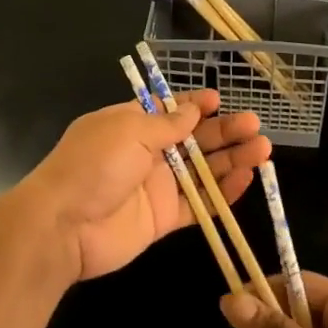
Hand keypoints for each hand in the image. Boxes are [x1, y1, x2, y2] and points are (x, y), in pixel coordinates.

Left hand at [19, 89, 268, 282]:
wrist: (63, 226)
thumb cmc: (93, 165)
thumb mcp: (129, 131)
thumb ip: (167, 124)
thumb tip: (194, 109)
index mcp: (131, 125)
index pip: (169, 111)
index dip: (195, 105)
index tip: (220, 101)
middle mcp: (147, 153)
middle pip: (193, 140)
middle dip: (224, 131)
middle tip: (255, 125)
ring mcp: (157, 187)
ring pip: (203, 171)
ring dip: (232, 160)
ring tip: (263, 149)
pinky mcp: (164, 218)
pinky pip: (200, 204)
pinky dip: (223, 194)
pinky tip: (247, 180)